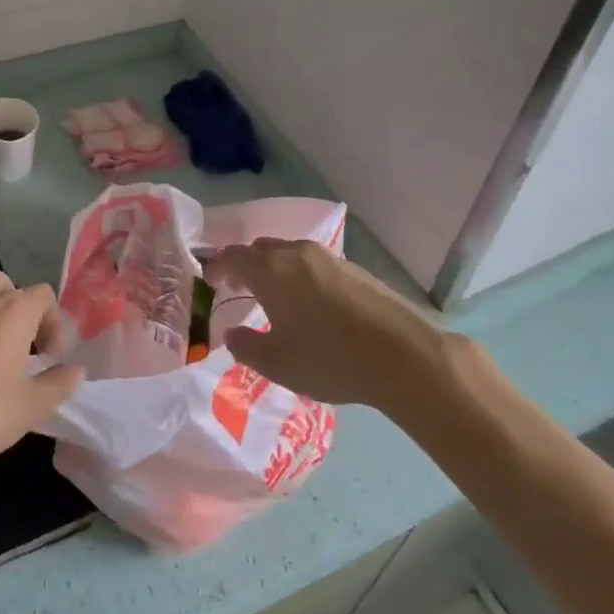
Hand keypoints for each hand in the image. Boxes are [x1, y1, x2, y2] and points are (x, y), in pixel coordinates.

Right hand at [208, 240, 445, 408]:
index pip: (232, 256)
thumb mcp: (277, 363)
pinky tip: (312, 306)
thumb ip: (246, 347)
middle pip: (261, 249)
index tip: (210, 282)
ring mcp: (329, 258)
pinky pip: (315, 265)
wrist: (403, 355)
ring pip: (290, 254)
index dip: (217, 267)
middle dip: (246, 266)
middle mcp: (296, 253)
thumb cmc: (329, 358)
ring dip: (276, 270)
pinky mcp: (356, 270)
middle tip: (239, 289)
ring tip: (276, 299)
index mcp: (270, 270)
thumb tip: (232, 334)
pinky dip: (302, 278)